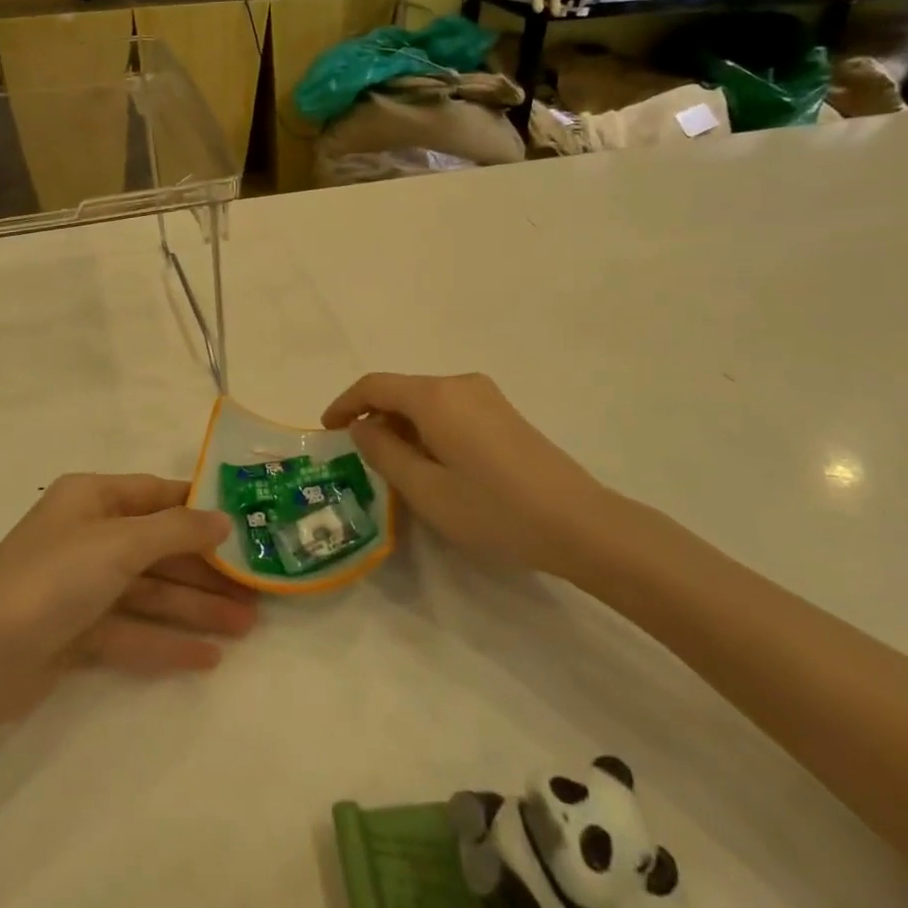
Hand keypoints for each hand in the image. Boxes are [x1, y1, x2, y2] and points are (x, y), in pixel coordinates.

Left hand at [0, 474, 256, 721]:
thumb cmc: (52, 580)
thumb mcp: (119, 544)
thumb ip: (176, 530)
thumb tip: (223, 518)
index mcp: (91, 500)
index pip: (157, 495)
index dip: (201, 510)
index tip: (246, 525)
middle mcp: (87, 536)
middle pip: (158, 549)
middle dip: (206, 570)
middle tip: (257, 590)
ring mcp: (81, 588)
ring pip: (149, 592)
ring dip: (195, 608)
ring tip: (247, 628)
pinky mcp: (75, 634)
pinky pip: (131, 632)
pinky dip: (165, 643)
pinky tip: (207, 659)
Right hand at [321, 373, 611, 572]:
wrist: (580, 524)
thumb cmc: (494, 509)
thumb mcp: (426, 490)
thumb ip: (384, 453)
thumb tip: (363, 428)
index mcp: (436, 396)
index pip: (375, 385)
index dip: (345, 404)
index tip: (327, 430)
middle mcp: (459, 384)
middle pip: (401, 390)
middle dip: (374, 417)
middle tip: (359, 457)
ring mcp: (486, 396)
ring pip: (426, 402)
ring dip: (401, 426)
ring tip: (393, 467)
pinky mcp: (503, 413)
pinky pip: (449, 410)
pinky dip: (427, 429)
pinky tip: (432, 464)